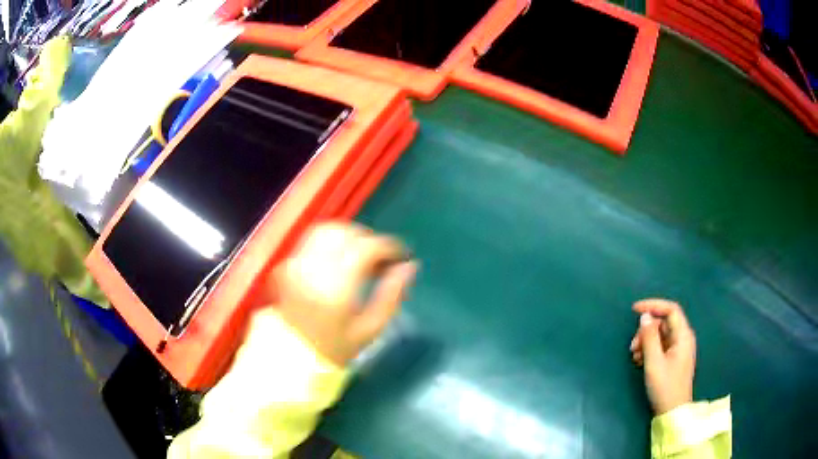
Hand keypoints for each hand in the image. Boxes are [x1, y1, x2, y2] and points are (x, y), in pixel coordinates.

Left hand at [268, 223, 417, 366]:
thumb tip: (410, 266)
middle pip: (346, 232)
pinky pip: (312, 239)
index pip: (366, 247)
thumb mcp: (370, 329)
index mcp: (334, 287)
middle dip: (370, 239)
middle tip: (382, 259)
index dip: (389, 247)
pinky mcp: (287, 263)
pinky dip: (332, 242)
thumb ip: (392, 295)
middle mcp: (312, 267)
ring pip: (327, 230)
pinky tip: (341, 260)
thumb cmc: (334, 348)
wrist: (291, 355)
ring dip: (350, 236)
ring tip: (363, 257)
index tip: (402, 256)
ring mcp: (295, 262)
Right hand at [630, 299, 695, 414]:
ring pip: (661, 335)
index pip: (671, 310)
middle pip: (664, 323)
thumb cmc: (665, 386)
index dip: (653, 306)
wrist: (672, 412)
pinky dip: (649, 350)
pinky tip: (640, 361)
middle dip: (646, 330)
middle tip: (632, 346)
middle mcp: (683, 338)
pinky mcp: (673, 359)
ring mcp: (679, 349)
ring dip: (646, 341)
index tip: (634, 310)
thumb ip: (650, 337)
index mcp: (683, 336)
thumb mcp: (654, 362)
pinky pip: (660, 346)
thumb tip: (645, 316)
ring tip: (634, 356)